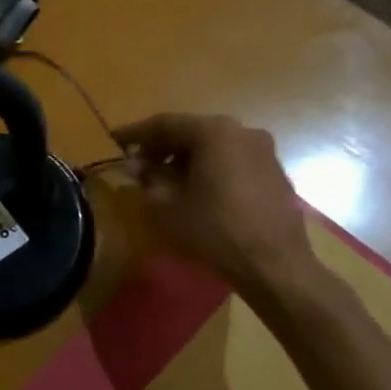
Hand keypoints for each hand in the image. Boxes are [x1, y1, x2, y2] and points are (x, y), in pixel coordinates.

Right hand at [113, 113, 319, 292]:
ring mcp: (263, 151)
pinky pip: (233, 160)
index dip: (136, 133)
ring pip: (214, 145)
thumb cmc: (214, 230)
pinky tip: (197, 189)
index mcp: (214, 132)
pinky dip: (210, 167)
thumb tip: (137, 165)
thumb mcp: (167, 206)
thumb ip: (148, 178)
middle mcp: (242, 132)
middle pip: (192, 131)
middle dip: (162, 145)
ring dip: (186, 157)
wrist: (275, 266)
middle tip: (138, 162)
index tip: (115, 139)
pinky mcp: (275, 173)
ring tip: (165, 179)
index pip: (166, 123)